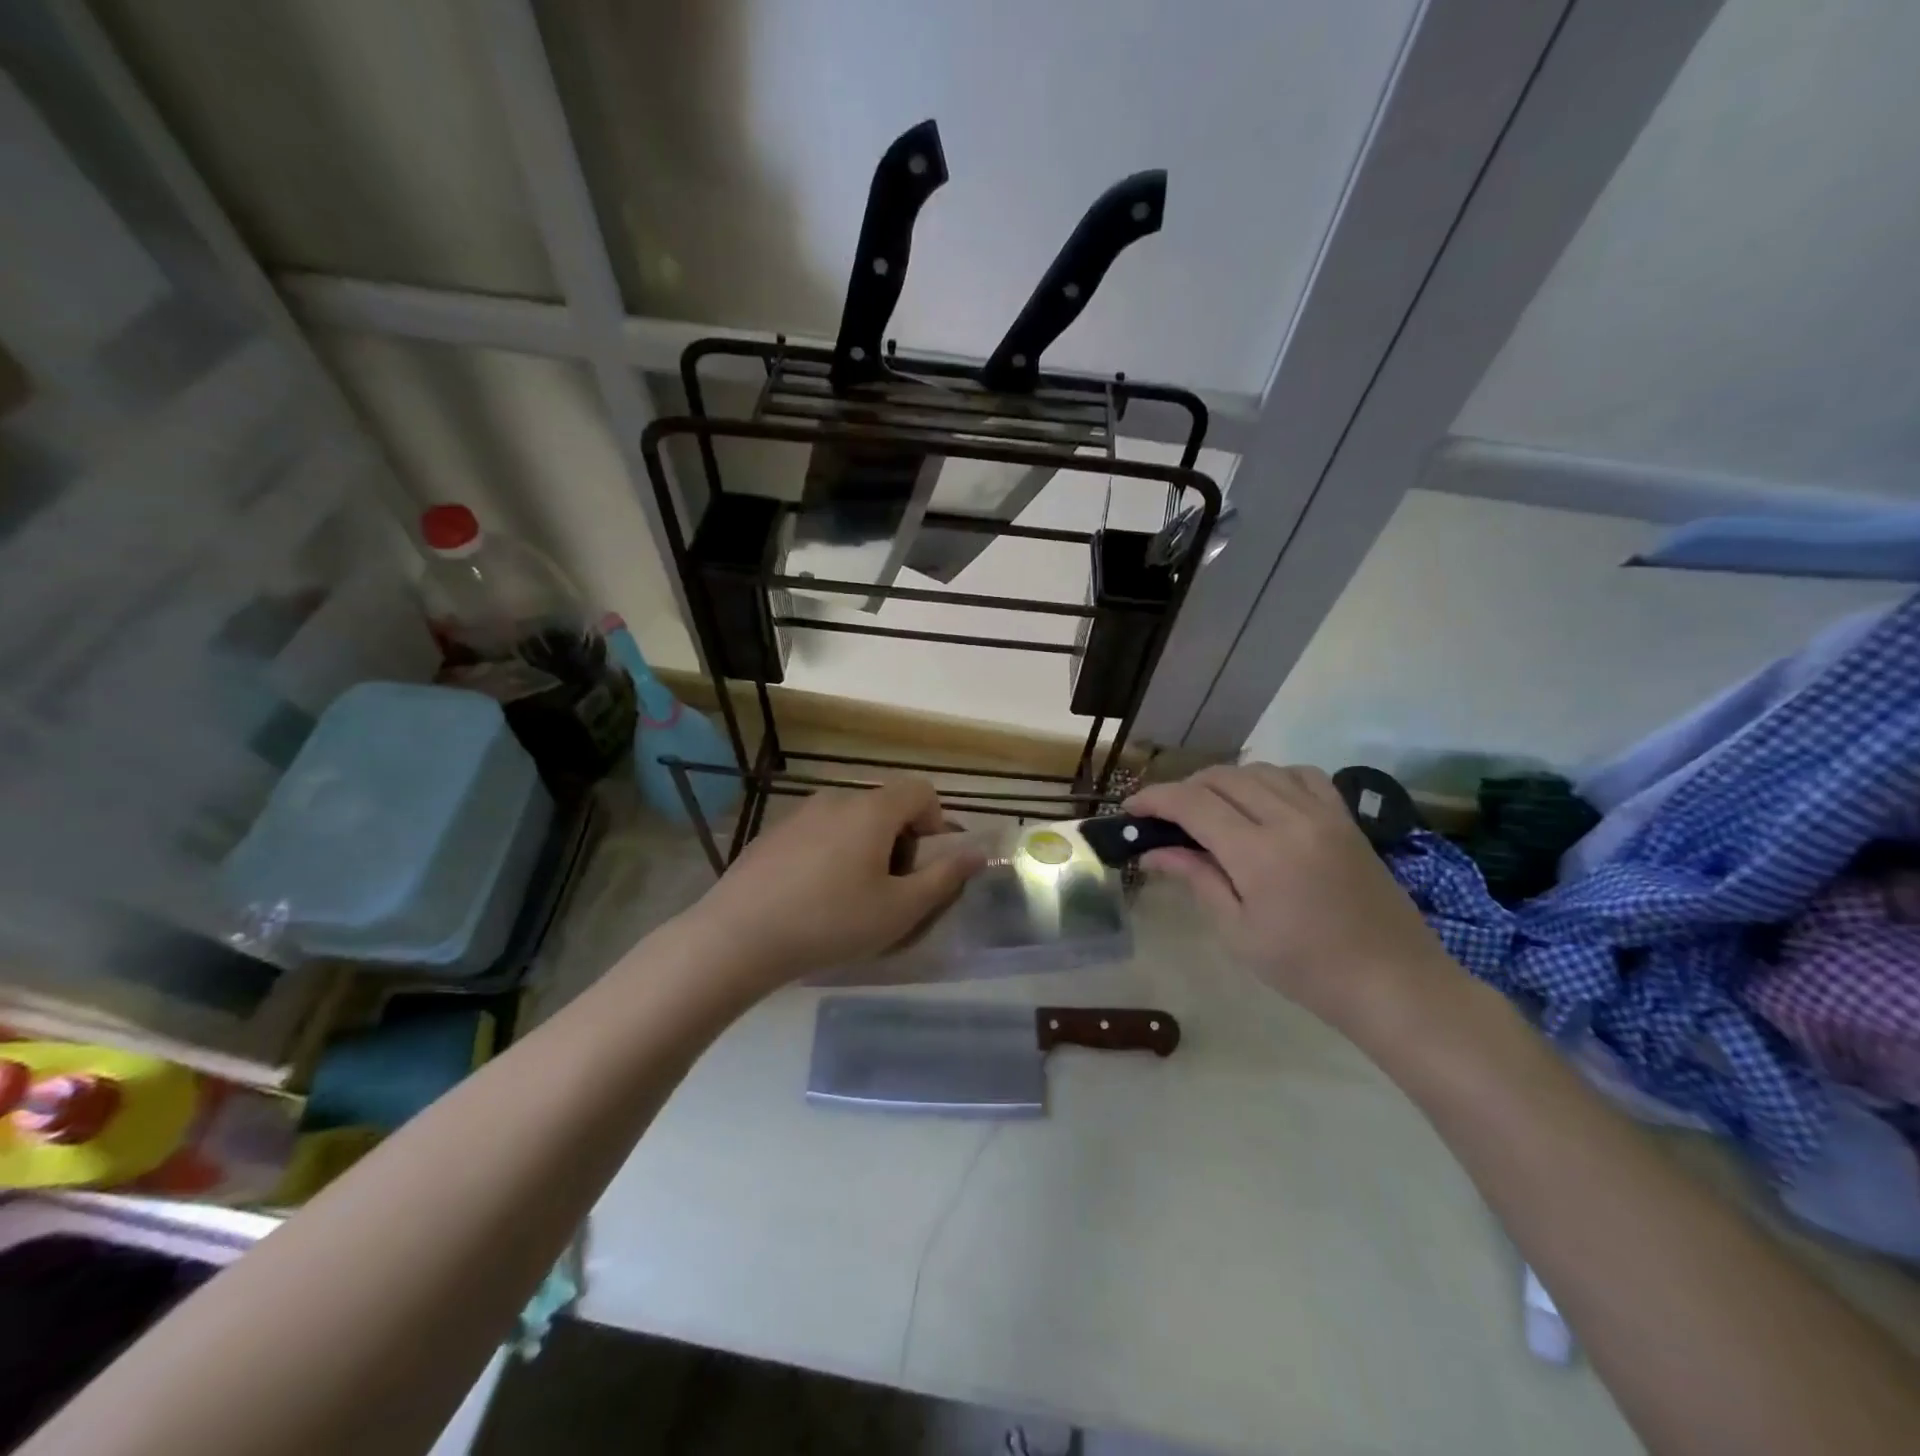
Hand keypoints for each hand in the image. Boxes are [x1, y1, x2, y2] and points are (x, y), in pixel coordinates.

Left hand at [678, 779, 982, 990]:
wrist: (738, 936)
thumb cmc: (831, 922)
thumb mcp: (899, 909)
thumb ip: (944, 878)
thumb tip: (977, 853)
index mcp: (872, 809)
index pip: (921, 790)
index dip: (935, 823)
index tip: (924, 865)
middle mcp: (836, 799)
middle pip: (886, 805)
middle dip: (901, 840)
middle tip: (891, 889)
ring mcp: (799, 813)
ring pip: (851, 821)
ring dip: (865, 848)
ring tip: (851, 897)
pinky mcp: (772, 834)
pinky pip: (819, 833)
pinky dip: (831, 854)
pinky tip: (813, 898)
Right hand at [1126, 763, 1454, 1029]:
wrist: (1394, 982)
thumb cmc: (1306, 968)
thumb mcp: (1238, 932)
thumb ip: (1195, 879)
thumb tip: (1152, 852)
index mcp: (1258, 852)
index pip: (1192, 803)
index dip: (1155, 799)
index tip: (1130, 809)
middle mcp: (1290, 818)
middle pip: (1222, 777)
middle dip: (1184, 789)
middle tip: (1164, 816)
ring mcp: (1324, 813)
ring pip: (1259, 770)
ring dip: (1223, 781)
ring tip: (1208, 808)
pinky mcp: (1346, 818)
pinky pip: (1301, 775)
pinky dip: (1270, 777)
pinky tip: (1262, 800)